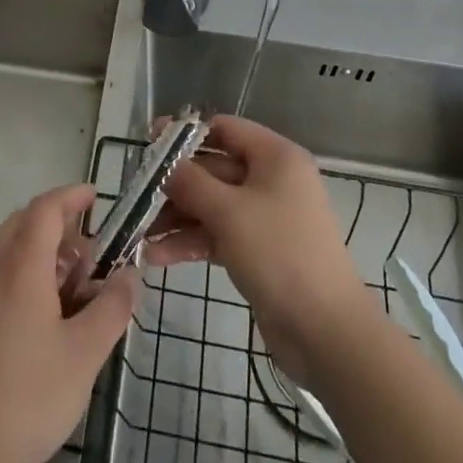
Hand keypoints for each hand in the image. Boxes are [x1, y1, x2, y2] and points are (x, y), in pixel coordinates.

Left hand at [0, 184, 139, 462]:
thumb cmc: (27, 400)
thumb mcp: (84, 356)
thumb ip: (112, 308)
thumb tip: (130, 275)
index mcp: (19, 267)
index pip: (45, 208)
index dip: (71, 196)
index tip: (96, 196)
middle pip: (23, 223)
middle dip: (58, 225)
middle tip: (89, 254)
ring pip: (6, 250)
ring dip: (38, 252)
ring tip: (68, 290)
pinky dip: (19, 276)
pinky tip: (36, 320)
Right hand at [148, 115, 372, 384]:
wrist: (327, 333)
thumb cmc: (280, 254)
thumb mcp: (229, 212)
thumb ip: (190, 182)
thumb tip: (164, 165)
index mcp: (274, 157)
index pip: (224, 129)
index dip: (185, 135)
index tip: (149, 145)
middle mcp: (271, 180)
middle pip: (213, 169)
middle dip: (174, 184)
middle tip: (136, 195)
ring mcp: (264, 217)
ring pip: (211, 205)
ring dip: (176, 217)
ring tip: (138, 232)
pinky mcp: (258, 251)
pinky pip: (217, 235)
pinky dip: (190, 241)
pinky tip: (156, 256)